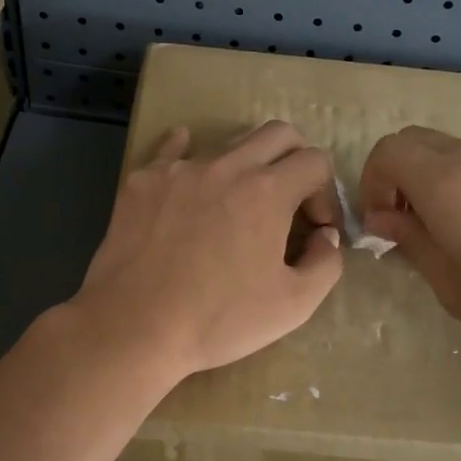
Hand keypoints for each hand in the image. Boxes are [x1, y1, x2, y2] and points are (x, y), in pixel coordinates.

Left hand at [70, 122, 343, 381]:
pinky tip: (191, 174)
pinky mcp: (143, 180)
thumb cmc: (218, 319)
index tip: (314, 229)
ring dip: (247, 165)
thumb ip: (326, 263)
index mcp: (268, 191)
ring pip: (228, 143)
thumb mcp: (293, 305)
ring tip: (238, 205)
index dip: (326, 194)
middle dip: (296, 160)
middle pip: (278, 134)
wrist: (133, 326)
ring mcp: (180, 168)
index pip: (316, 162)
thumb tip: (325, 236)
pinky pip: (172, 150)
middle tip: (289, 201)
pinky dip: (190, 153)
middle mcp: (227, 166)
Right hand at [360, 126, 460, 355]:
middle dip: (392, 176)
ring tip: (438, 230)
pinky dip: (455, 182)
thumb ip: (412, 242)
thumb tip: (383, 219)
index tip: (379, 225)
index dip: (370, 184)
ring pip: (444, 150)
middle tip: (400, 222)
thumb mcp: (452, 285)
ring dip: (425, 179)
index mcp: (445, 182)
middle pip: (412, 141)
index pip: (387, 152)